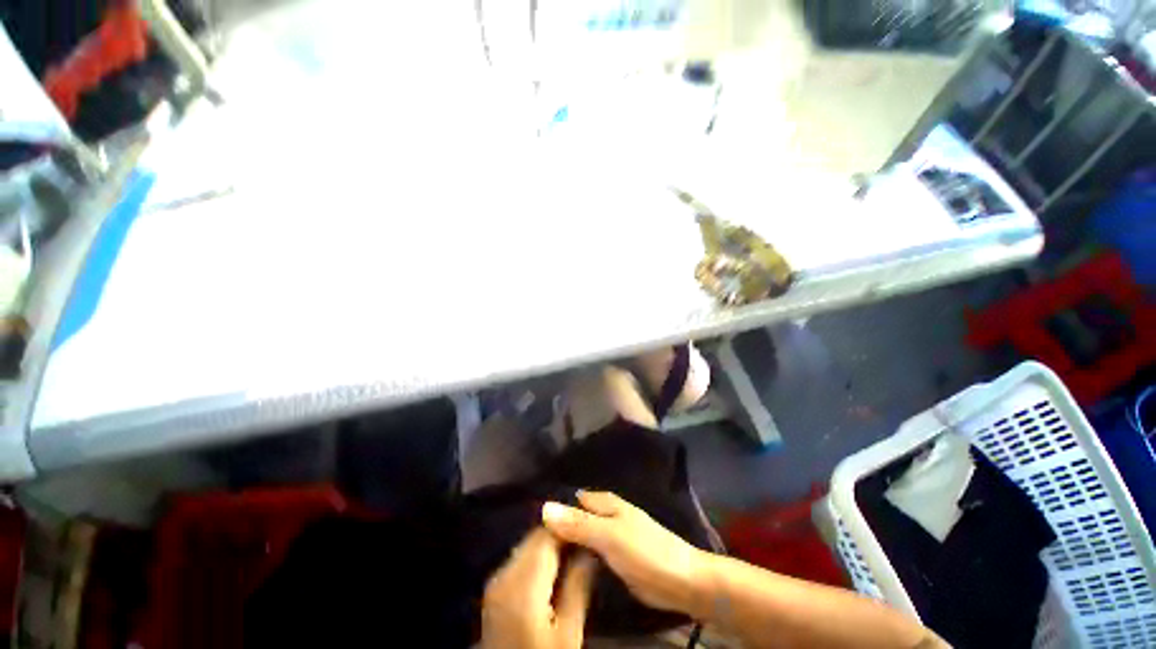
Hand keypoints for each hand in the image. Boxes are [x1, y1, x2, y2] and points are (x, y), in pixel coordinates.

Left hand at [481, 527, 597, 648]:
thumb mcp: (569, 631)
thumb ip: (579, 583)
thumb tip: (591, 546)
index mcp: (523, 583)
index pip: (547, 534)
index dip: (570, 524)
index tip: (590, 525)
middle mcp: (504, 573)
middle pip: (536, 537)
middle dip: (561, 533)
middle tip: (586, 538)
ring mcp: (496, 580)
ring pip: (529, 544)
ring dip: (550, 544)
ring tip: (575, 551)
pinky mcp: (495, 588)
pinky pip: (521, 558)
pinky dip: (539, 556)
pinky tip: (556, 568)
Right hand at [541, 491, 711, 617]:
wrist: (680, 581)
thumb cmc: (645, 551)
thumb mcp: (609, 536)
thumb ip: (578, 523)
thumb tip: (543, 507)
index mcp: (604, 502)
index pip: (572, 498)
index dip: (553, 507)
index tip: (528, 520)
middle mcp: (604, 515)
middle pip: (575, 517)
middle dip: (556, 525)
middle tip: (527, 542)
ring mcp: (609, 537)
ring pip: (581, 535)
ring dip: (565, 541)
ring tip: (536, 554)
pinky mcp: (613, 558)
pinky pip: (588, 552)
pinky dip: (575, 555)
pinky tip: (560, 565)